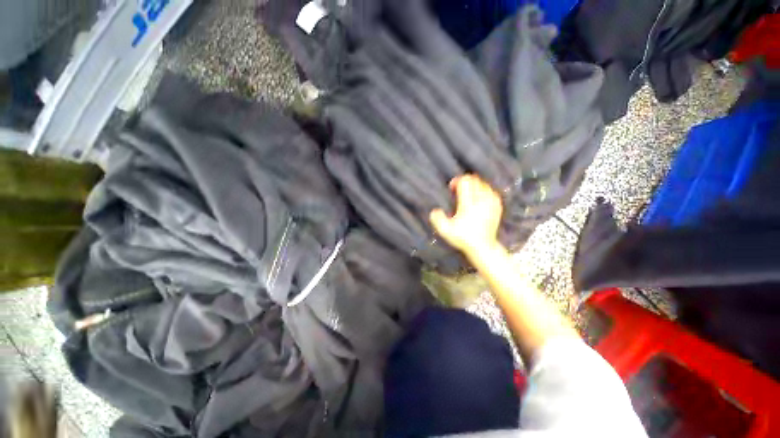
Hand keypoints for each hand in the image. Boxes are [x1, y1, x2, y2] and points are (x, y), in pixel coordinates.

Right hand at [430, 174, 502, 257]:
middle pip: (474, 180)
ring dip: (475, 185)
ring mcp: (491, 204)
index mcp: (468, 204)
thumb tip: (434, 210)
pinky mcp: (497, 207)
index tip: (452, 188)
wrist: (482, 247)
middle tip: (458, 189)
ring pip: (484, 184)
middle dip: (465, 181)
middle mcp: (481, 201)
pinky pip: (492, 191)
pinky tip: (480, 197)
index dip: (456, 181)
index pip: (465, 182)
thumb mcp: (445, 231)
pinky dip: (485, 191)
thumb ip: (437, 219)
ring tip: (469, 193)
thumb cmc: (463, 238)